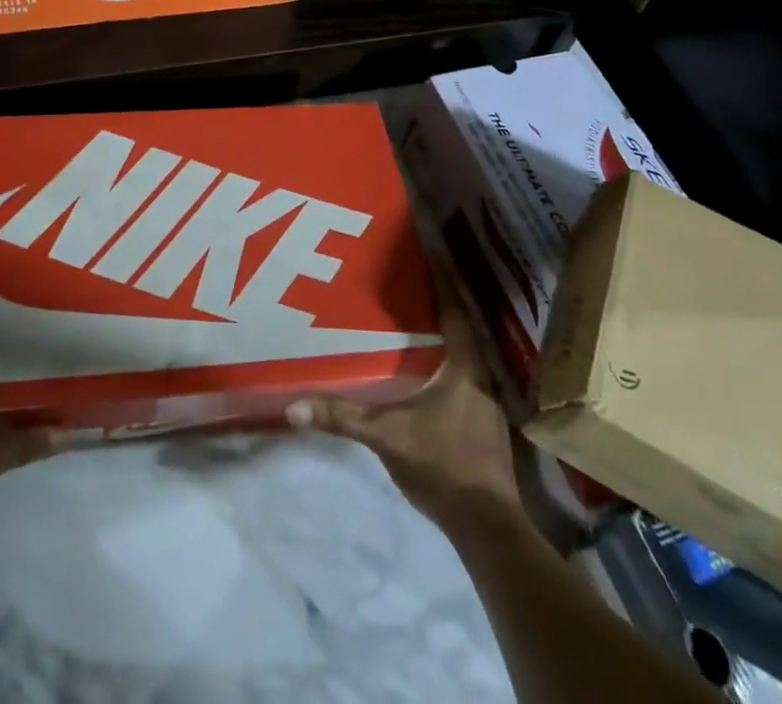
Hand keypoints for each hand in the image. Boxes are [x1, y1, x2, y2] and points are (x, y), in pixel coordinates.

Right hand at [286, 261, 522, 535]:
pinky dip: (450, 367)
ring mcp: (488, 405)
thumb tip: (293, 407)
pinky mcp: (486, 428)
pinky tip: (430, 373)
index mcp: (464, 367)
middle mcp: (482, 378)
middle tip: (413, 284)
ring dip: (447, 338)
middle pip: (463, 330)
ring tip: (418, 322)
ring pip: (467, 357)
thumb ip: (343, 417)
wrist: (486, 527)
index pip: (455, 311)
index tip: (431, 254)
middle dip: (441, 306)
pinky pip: (467, 381)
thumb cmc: (441, 465)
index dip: (443, 282)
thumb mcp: (386, 436)